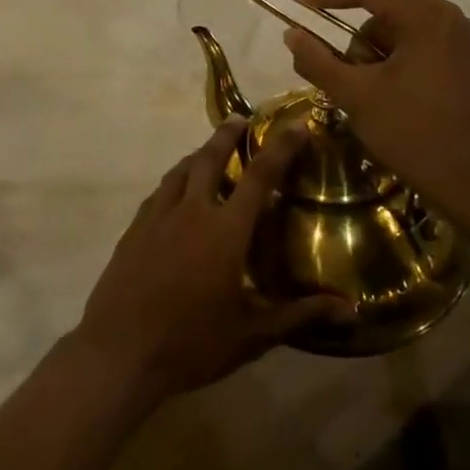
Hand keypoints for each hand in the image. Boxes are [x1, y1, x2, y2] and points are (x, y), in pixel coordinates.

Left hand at [71, 120, 346, 403]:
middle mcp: (192, 211)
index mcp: (225, 231)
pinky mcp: (135, 227)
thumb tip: (349, 309)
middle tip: (241, 119)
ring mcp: (158, 215)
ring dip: (199, 154)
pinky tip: (178, 190)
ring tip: (210, 150)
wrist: (120, 349)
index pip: (259, 177)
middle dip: (228, 134)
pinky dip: (176, 179)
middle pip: (210, 158)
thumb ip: (298, 315)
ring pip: (181, 170)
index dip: (280, 148)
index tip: (296, 124)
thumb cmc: (191, 344)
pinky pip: (160, 191)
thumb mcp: (251, 336)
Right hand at [281, 0, 469, 222]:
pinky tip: (387, 98)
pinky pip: (415, 50)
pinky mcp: (466, 65)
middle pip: (382, 15)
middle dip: (355, 46)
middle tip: (341, 79)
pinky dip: (392, 67)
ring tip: (368, 98)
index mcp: (427, 18)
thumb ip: (317, 60)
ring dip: (373, 60)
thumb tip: (291, 33)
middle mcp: (450, 20)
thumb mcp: (355, 95)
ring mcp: (462, 42)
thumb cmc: (414, 133)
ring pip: (396, 35)